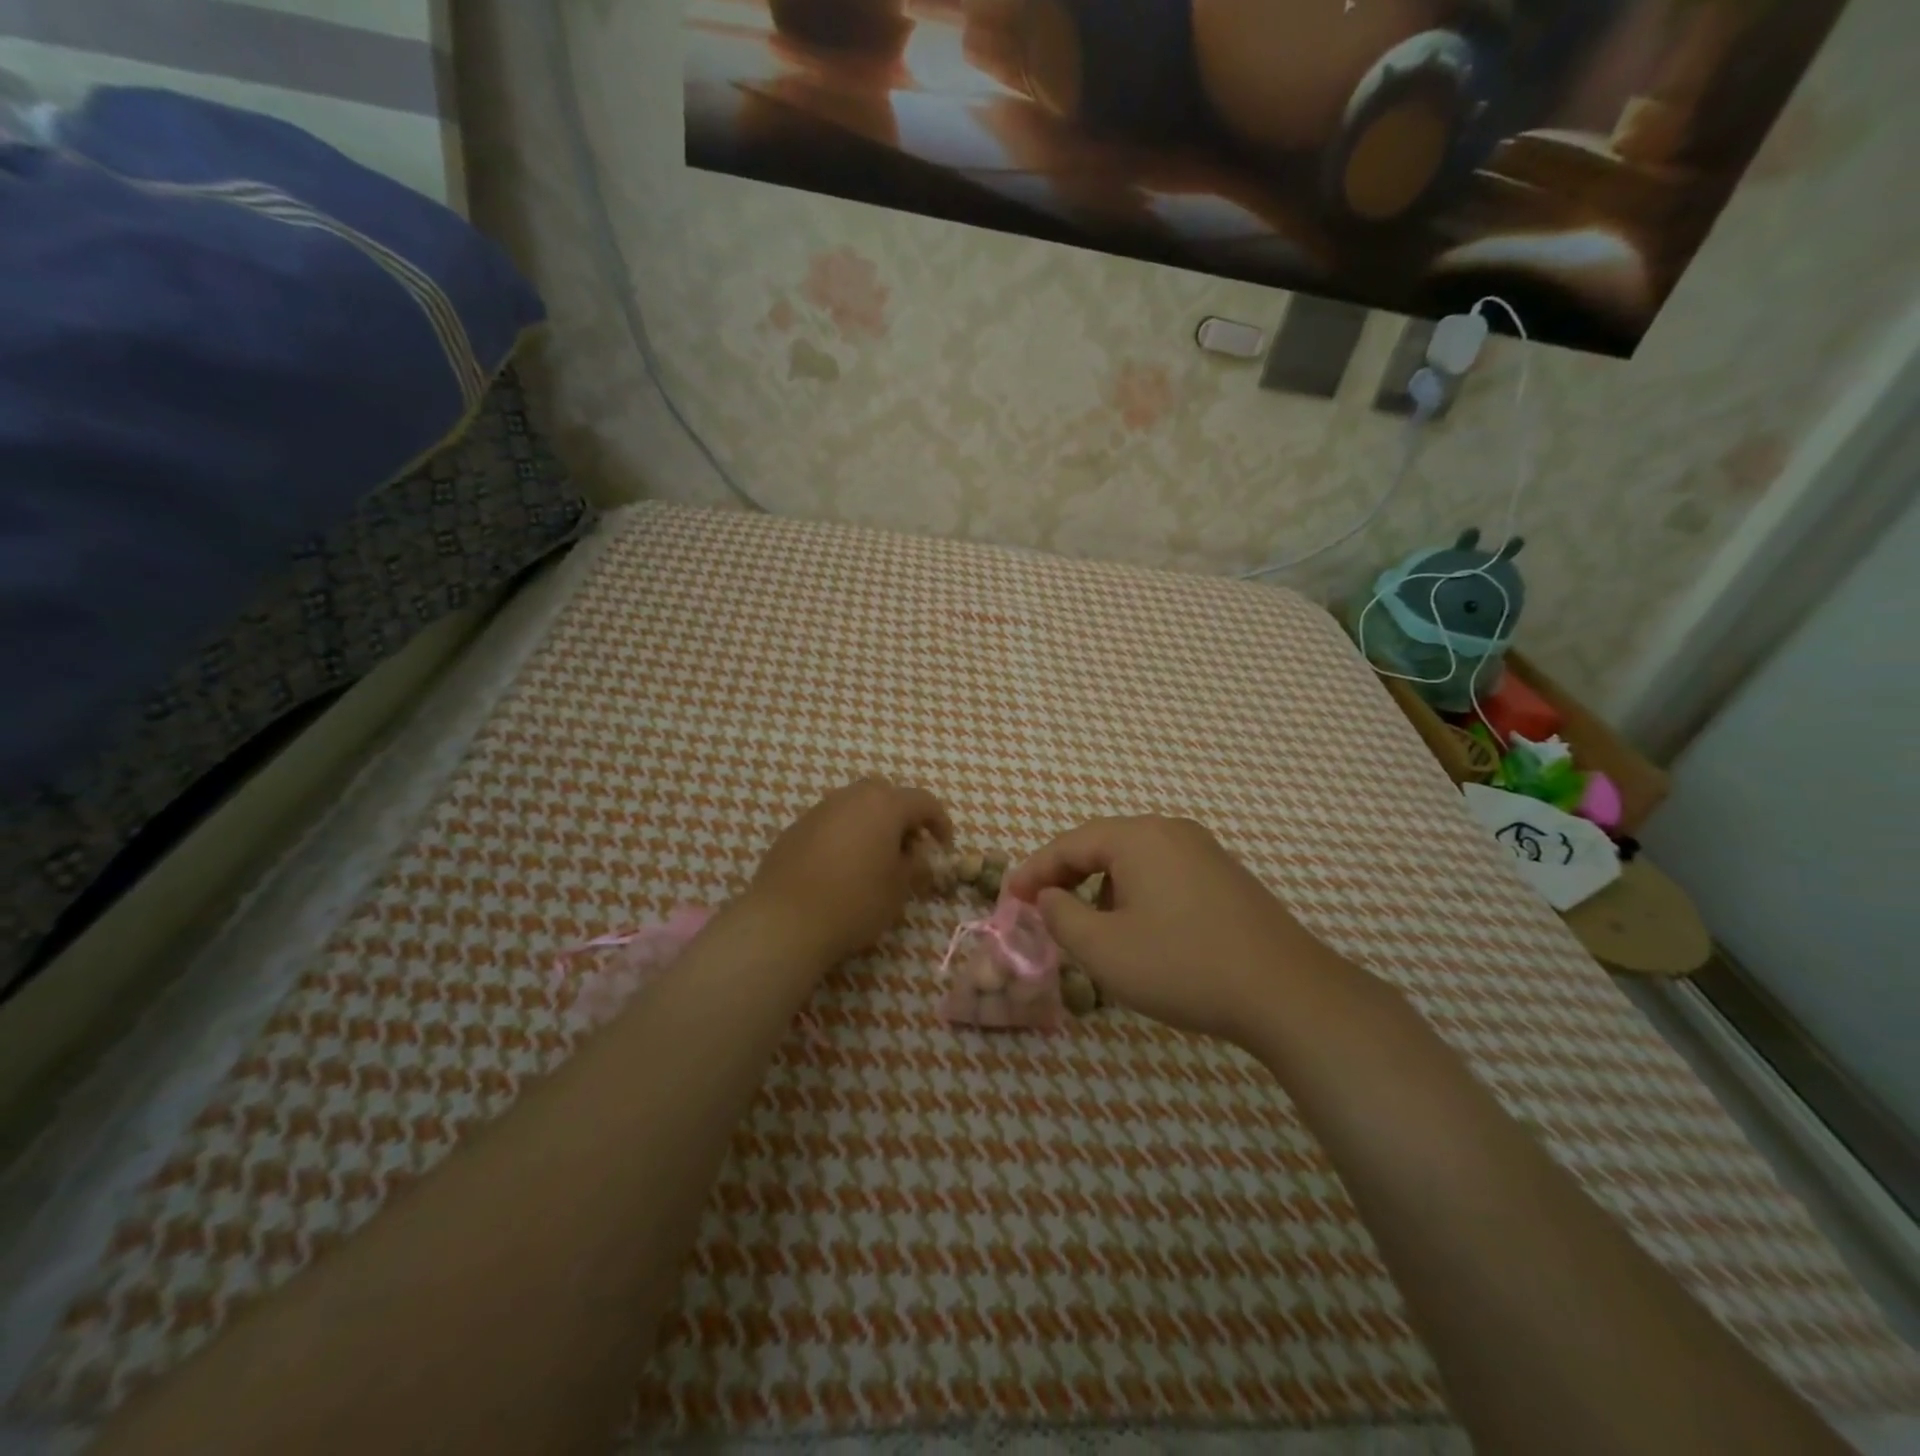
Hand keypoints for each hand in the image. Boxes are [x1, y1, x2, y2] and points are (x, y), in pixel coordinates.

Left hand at [745, 777, 952, 965]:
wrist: (786, 920)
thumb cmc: (856, 901)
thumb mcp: (899, 888)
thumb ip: (915, 866)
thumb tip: (919, 857)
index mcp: (884, 805)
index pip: (923, 802)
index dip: (940, 822)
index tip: (944, 847)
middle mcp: (851, 797)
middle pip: (885, 795)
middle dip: (901, 816)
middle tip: (907, 848)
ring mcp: (820, 810)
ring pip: (855, 807)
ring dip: (871, 825)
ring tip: (874, 860)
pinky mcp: (796, 829)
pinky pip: (831, 823)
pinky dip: (844, 836)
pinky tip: (842, 868)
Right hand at [1006, 816, 1343, 1043]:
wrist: (1287, 993)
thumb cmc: (1182, 966)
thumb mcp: (1104, 949)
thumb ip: (1062, 917)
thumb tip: (1049, 897)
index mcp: (1138, 837)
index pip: (1070, 844)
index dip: (1034, 871)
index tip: (1009, 898)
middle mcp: (1171, 831)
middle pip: (1102, 846)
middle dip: (1067, 878)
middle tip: (1042, 911)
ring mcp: (1204, 852)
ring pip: (1134, 862)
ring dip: (1102, 890)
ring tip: (1091, 930)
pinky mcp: (1226, 878)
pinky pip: (1164, 875)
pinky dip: (1136, 896)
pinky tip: (1140, 933)